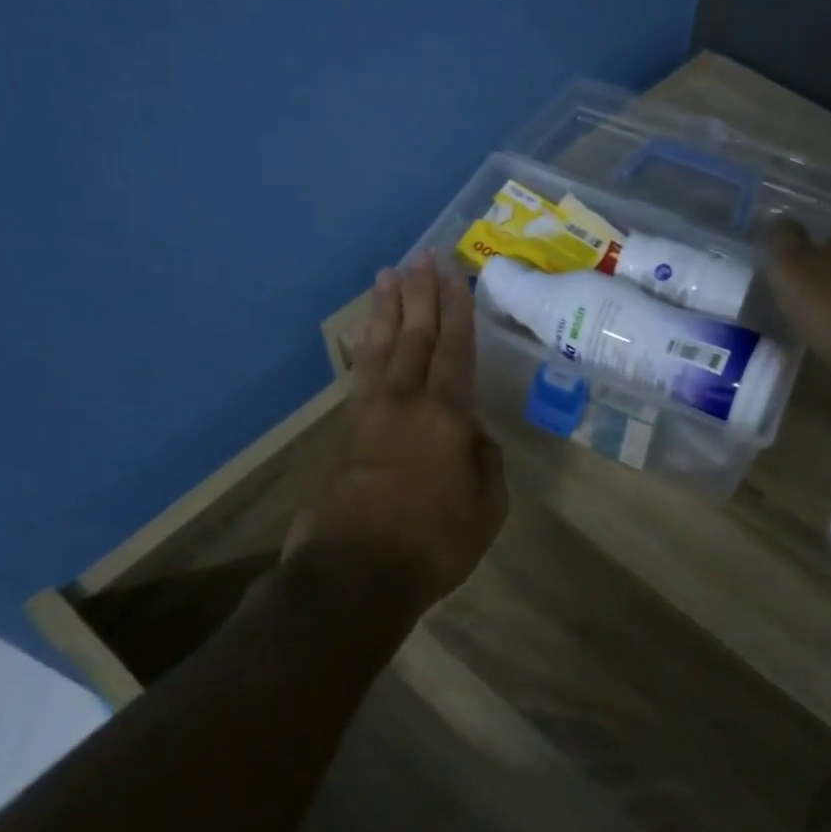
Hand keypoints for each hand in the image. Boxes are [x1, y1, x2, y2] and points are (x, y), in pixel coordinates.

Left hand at [285, 253, 507, 616]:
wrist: (352, 574)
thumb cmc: (432, 543)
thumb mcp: (487, 508)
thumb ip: (485, 462)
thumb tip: (472, 433)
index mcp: (446, 416)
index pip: (455, 349)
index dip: (457, 309)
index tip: (455, 274)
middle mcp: (405, 401)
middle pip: (415, 335)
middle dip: (421, 294)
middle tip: (423, 256)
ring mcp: (368, 413)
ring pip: (380, 347)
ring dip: (387, 308)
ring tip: (389, 275)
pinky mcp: (343, 432)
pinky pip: (359, 373)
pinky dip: (364, 345)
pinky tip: (366, 334)